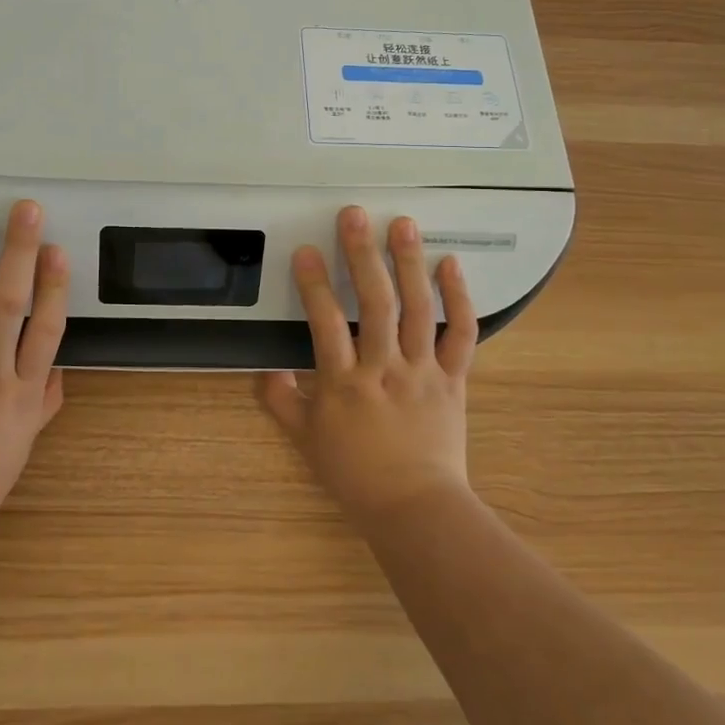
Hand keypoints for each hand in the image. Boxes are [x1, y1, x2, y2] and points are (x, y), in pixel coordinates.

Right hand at [259, 206, 477, 523]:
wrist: (414, 508)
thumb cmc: (355, 474)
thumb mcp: (306, 440)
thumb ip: (281, 401)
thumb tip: (264, 369)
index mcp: (344, 384)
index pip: (324, 323)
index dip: (314, 284)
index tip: (305, 250)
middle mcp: (383, 369)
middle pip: (374, 304)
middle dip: (362, 256)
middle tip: (355, 216)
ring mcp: (422, 371)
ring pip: (417, 310)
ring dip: (409, 263)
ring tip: (403, 224)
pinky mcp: (453, 378)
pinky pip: (460, 334)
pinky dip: (459, 298)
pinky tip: (450, 264)